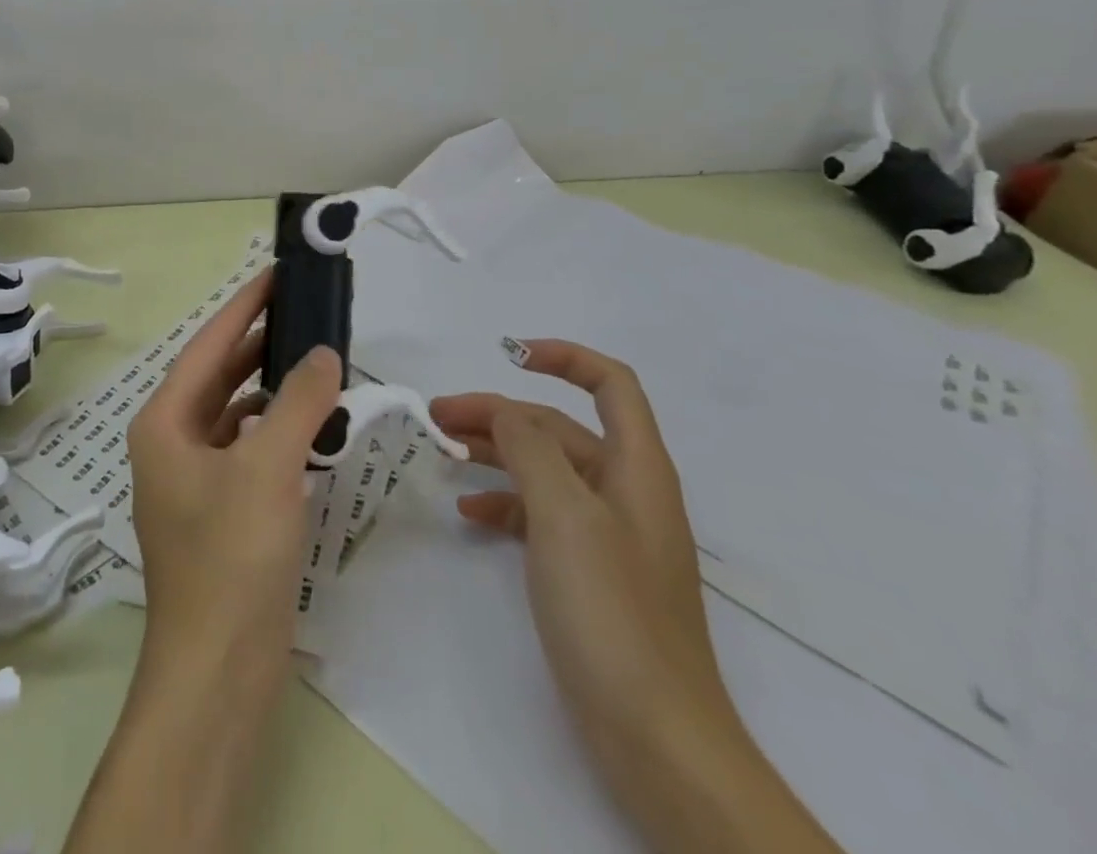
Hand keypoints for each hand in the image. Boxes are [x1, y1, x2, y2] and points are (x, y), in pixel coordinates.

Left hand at [64, 273, 342, 853]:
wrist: (218, 673)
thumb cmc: (231, 558)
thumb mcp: (268, 467)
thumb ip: (299, 402)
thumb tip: (323, 352)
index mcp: (164, 423)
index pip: (209, 345)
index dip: (245, 306)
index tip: (278, 273)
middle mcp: (172, 443)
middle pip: (221, 375)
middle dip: (260, 342)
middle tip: (306, 311)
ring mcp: (195, 479)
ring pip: (237, 412)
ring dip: (272, 388)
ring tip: (316, 360)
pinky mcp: (221, 511)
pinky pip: (250, 449)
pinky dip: (278, 430)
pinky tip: (311, 424)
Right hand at [433, 341, 844, 853]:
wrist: (658, 740)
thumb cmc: (613, 612)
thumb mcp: (565, 515)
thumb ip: (531, 449)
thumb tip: (505, 411)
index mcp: (635, 467)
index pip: (610, 383)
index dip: (564, 357)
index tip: (508, 355)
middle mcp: (624, 490)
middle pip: (559, 427)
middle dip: (501, 413)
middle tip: (438, 416)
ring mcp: (607, 534)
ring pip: (545, 469)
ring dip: (496, 454)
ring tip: (443, 453)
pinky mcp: (589, 572)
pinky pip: (541, 515)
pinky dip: (505, 503)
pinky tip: (469, 513)